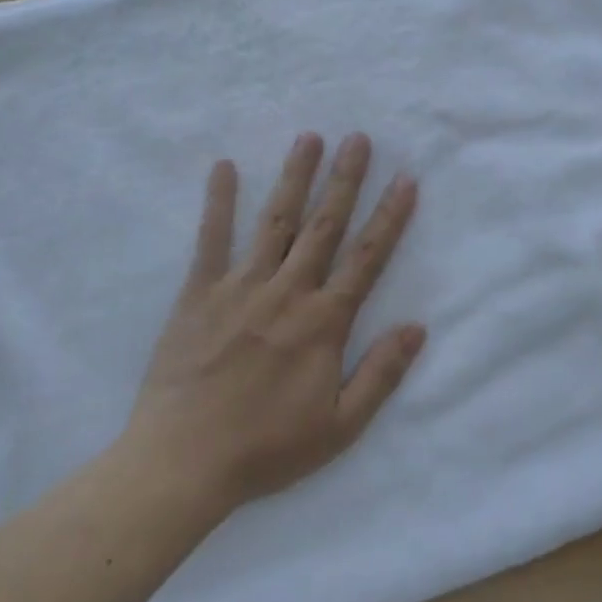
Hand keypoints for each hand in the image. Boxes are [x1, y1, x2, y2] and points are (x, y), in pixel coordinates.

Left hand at [126, 132, 424, 511]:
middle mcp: (286, 292)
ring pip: (275, 221)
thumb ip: (381, 373)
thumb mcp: (340, 427)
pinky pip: (211, 239)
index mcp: (323, 322)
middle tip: (359, 138)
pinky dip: (218, 202)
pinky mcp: (199, 293)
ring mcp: (240, 287)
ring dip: (295, 177)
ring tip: (310, 138)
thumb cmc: (266, 448)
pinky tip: (224, 167)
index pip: (366, 258)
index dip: (390, 217)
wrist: (183, 462)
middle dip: (345, 180)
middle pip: (323, 226)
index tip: (405, 179)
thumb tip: (417, 327)